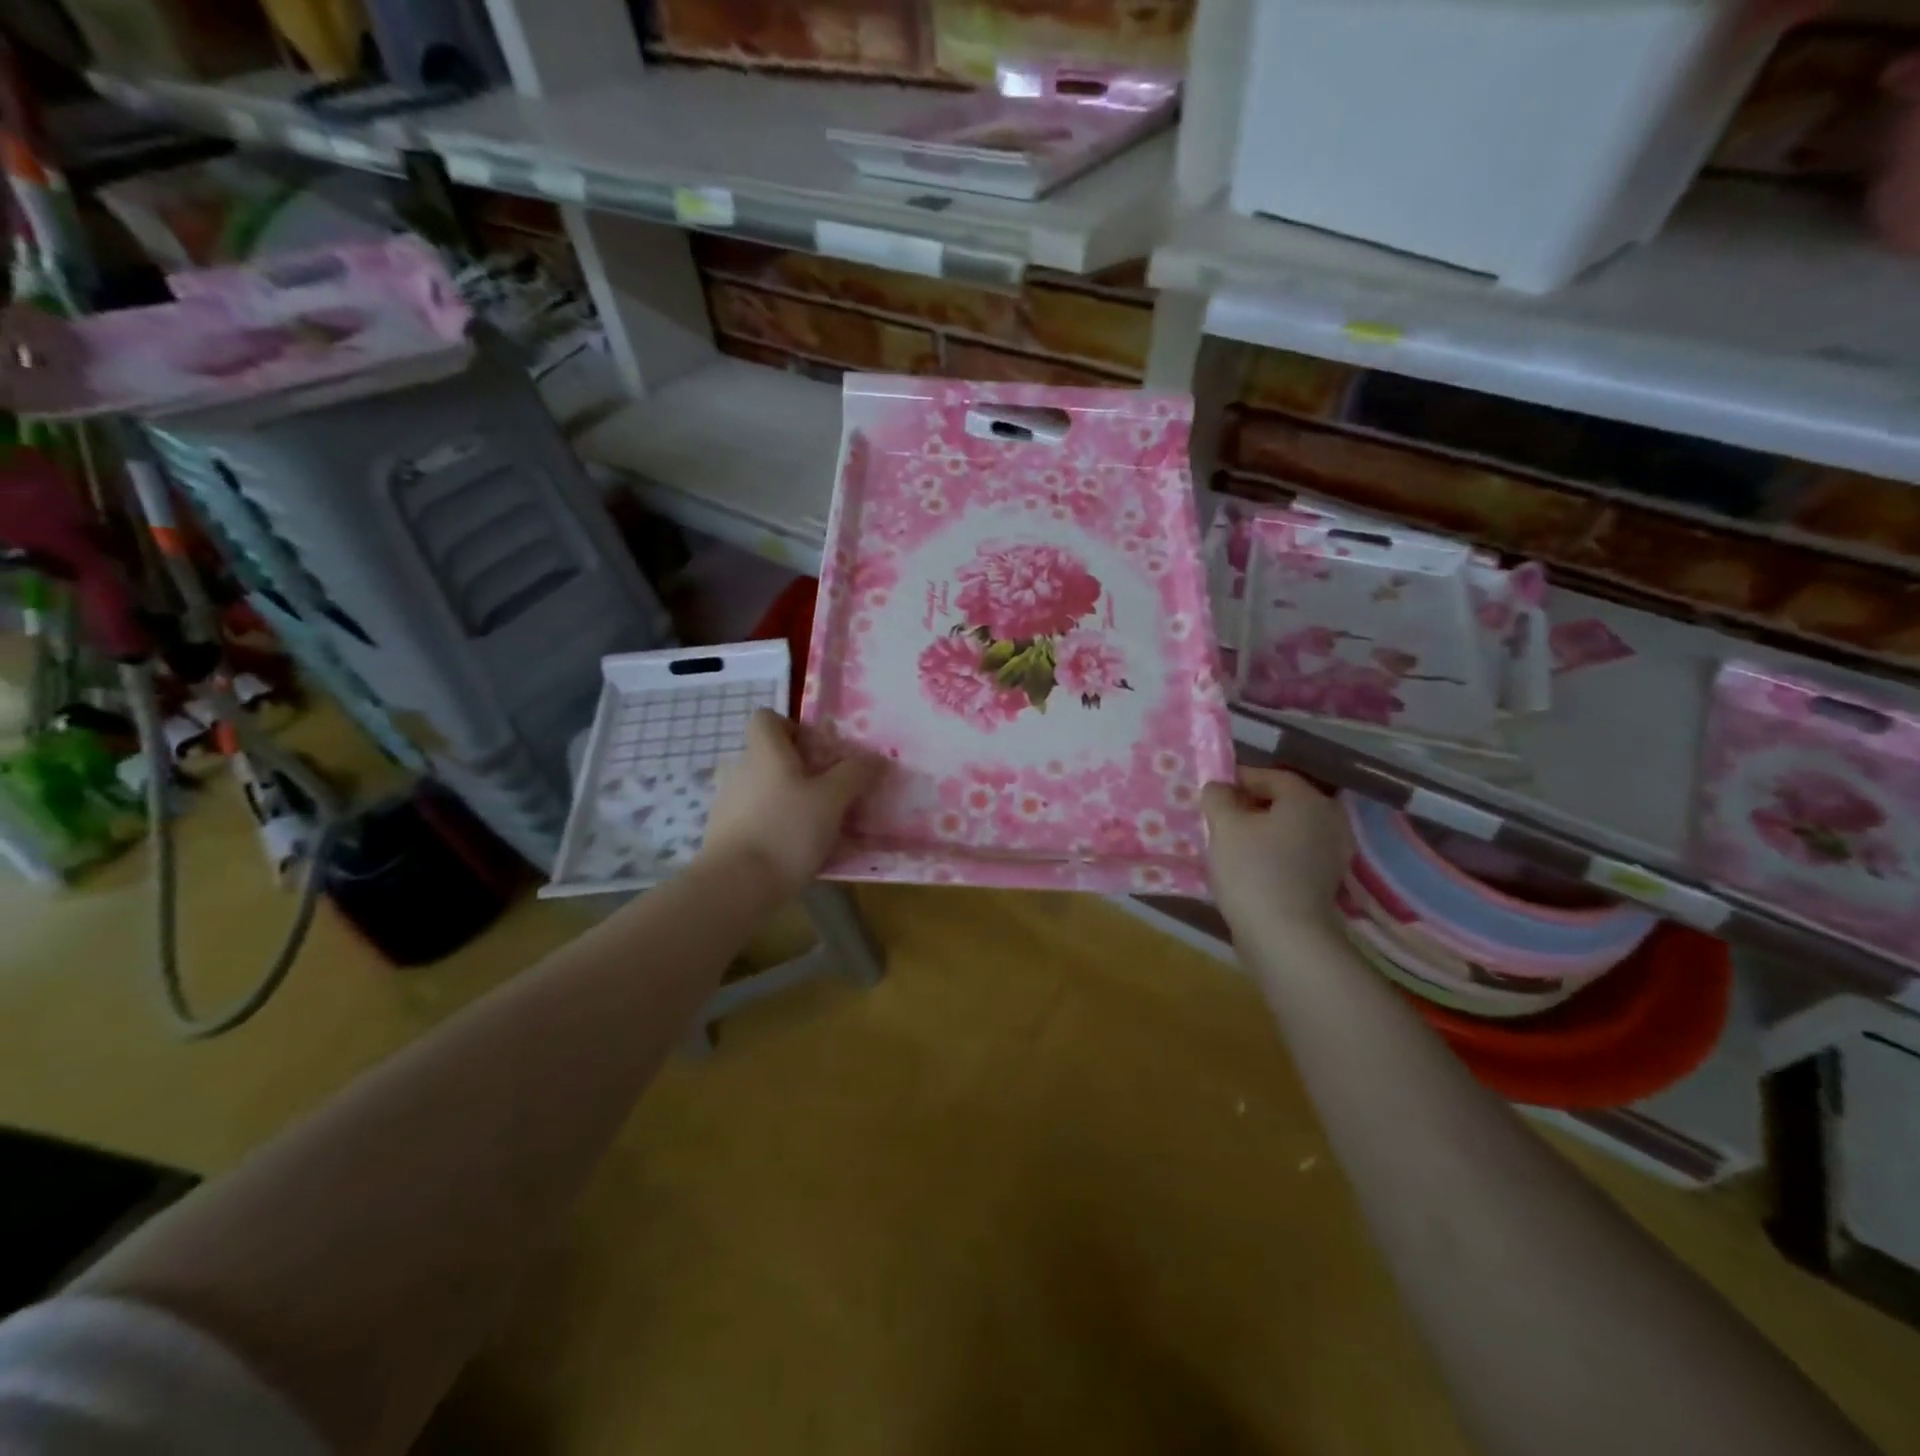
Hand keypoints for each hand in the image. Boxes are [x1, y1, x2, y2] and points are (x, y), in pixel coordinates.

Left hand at [699, 710, 882, 898]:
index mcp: (765, 752)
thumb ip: (855, 774)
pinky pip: (756, 819)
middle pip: (771, 756)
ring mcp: (728, 804)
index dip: (793, 727)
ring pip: (765, 789)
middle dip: (802, 770)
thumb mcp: (832, 800)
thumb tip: (875, 758)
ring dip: (790, 800)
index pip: (767, 718)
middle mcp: (741, 770)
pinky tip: (795, 852)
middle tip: (831, 793)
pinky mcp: (724, 835)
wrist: (735, 886)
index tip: (818, 752)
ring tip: (818, 827)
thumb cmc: (787, 830)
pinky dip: (776, 827)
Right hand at [1202, 768, 1351, 942]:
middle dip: (1249, 806)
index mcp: (1307, 799)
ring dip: (1259, 832)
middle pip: (1282, 803)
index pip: (1271, 776)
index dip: (1238, 779)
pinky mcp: (1324, 882)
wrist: (1285, 936)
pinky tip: (1246, 867)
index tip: (1211, 791)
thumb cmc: (1252, 870)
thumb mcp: (1224, 825)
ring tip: (1227, 843)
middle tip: (1217, 816)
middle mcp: (1328, 821)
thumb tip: (1218, 787)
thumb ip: (1218, 798)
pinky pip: (1293, 855)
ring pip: (1287, 831)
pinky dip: (1271, 854)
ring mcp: (1331, 854)